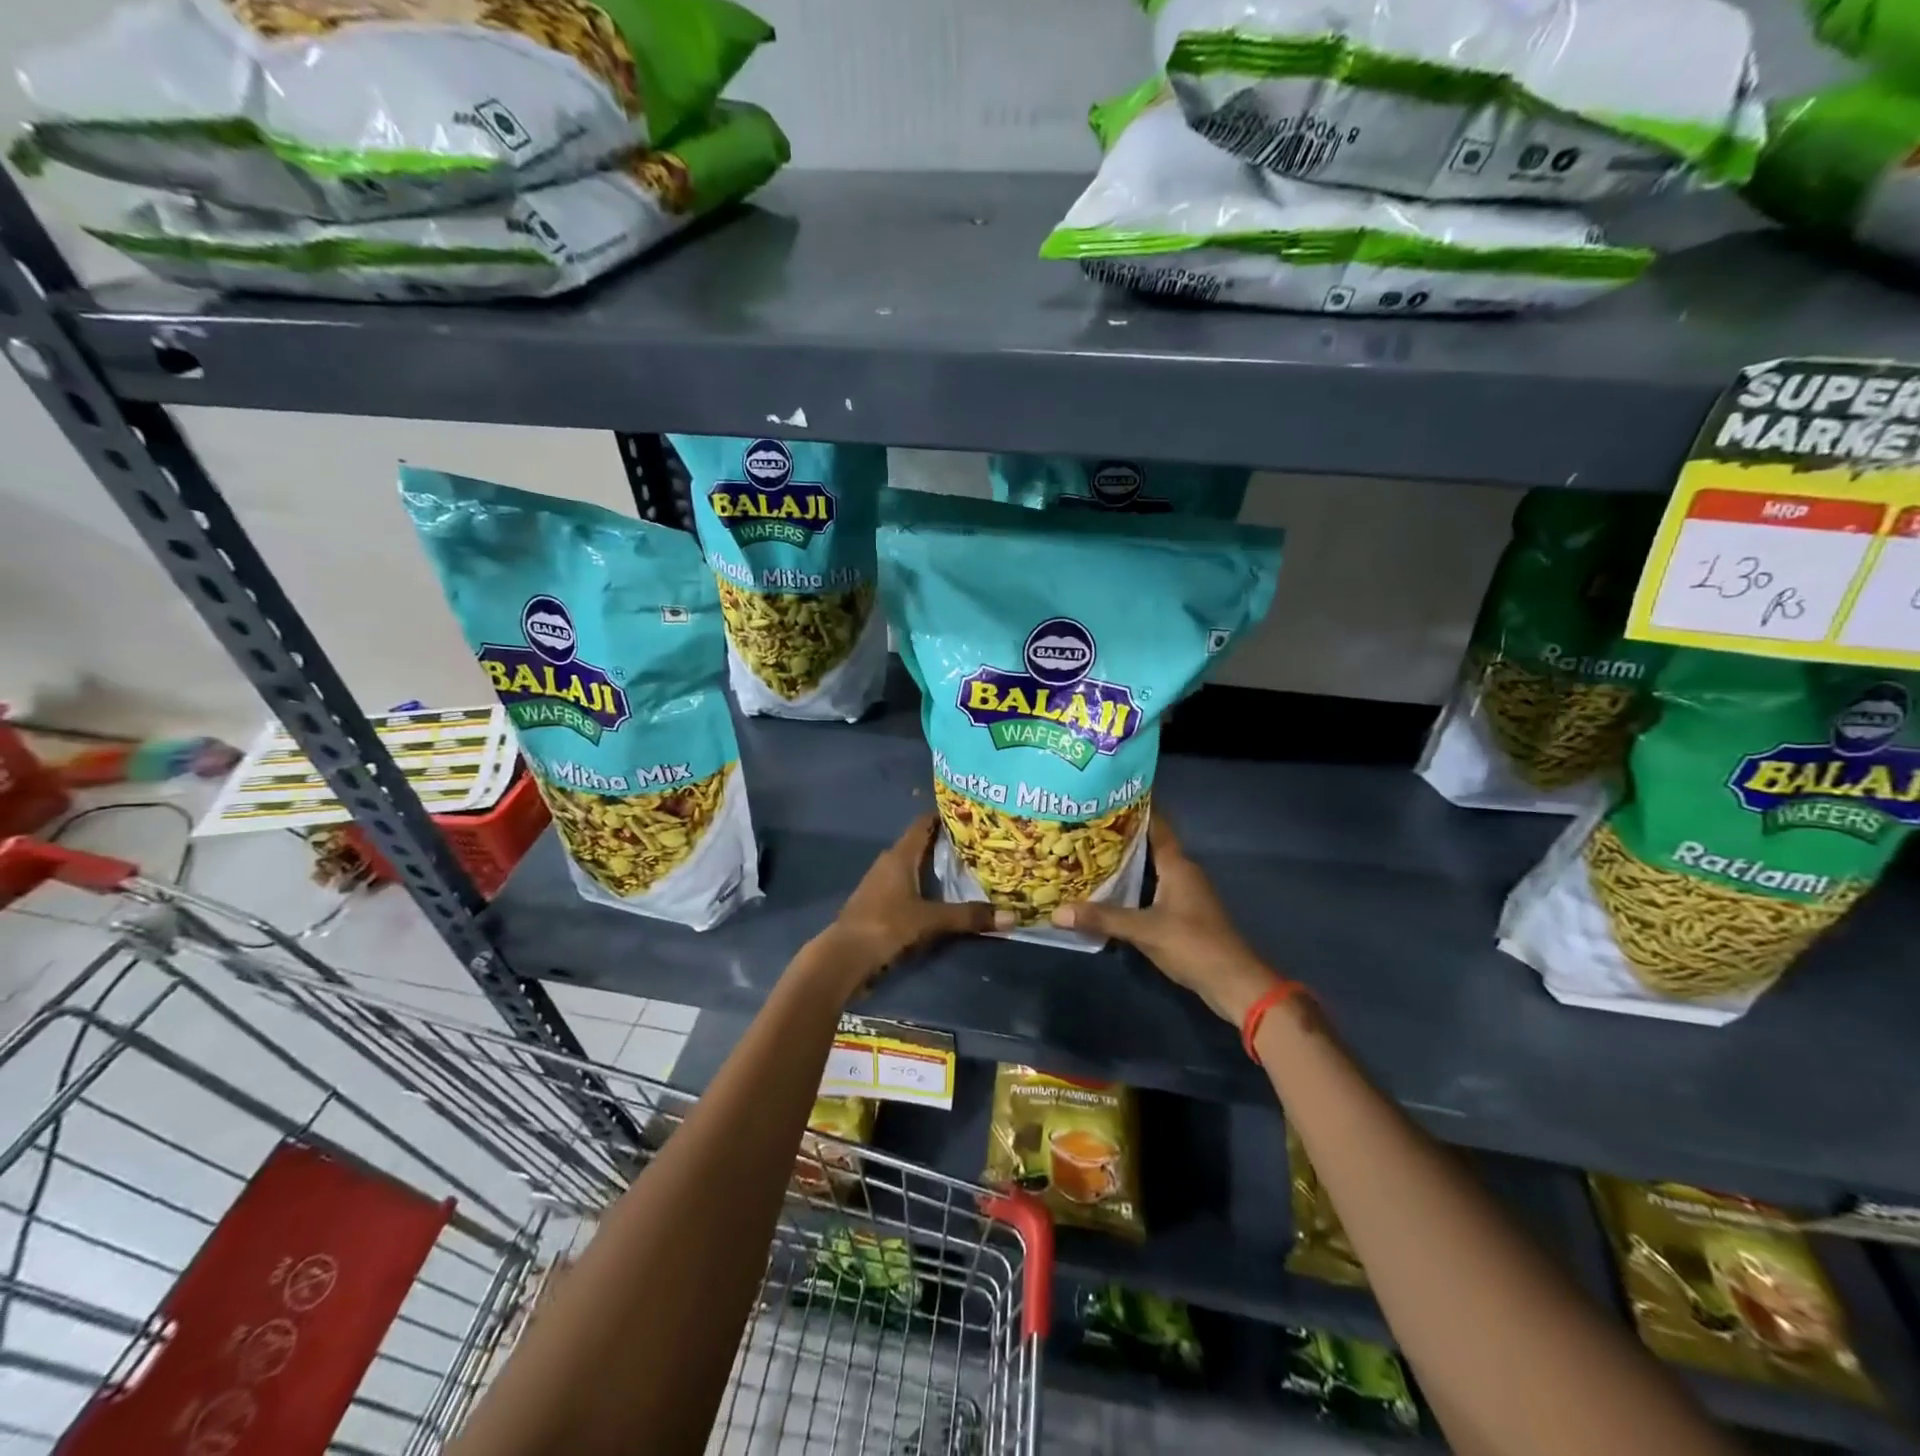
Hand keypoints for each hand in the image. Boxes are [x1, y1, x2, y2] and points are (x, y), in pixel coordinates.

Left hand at [812, 814, 1005, 993]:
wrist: (843, 956)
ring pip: (914, 865)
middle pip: (921, 844)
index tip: (972, 814)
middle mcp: (889, 862)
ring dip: (936, 866)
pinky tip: (943, 895)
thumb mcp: (930, 921)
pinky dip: (926, 884)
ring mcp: (881, 883)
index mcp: (900, 856)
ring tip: (968, 867)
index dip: (945, 816)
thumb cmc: (885, 925)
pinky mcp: (879, 902)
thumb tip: (1011, 917)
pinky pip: (908, 884)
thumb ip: (968, 917)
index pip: (924, 823)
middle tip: (979, 843)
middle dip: (947, 842)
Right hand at [1050, 816, 1278, 1025]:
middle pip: (1148, 844)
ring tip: (1086, 853)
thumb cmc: (1193, 944)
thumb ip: (1102, 918)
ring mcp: (1183, 893)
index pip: (1156, 824)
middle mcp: (1181, 872)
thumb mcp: (1144, 930)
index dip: (1134, 808)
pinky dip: (1130, 885)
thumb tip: (1057, 912)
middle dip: (1118, 835)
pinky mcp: (1181, 914)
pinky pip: (1150, 889)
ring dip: (1123, 862)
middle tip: (1083, 826)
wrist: (1233, 982)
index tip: (1105, 795)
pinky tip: (1106, 890)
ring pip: (1148, 868)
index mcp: (1177, 864)